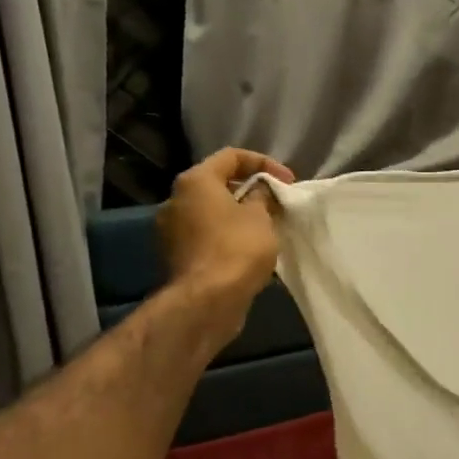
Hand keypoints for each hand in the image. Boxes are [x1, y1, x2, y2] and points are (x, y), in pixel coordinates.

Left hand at [157, 147, 296, 344]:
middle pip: (217, 184)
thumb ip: (262, 196)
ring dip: (238, 216)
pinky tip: (248, 252)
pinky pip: (206, 237)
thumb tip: (259, 191)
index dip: (264, 163)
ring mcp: (171, 231)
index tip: (288, 181)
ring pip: (211, 213)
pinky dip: (226, 237)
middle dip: (249, 191)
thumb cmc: (236, 249)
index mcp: (195, 182)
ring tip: (266, 229)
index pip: (231, 156)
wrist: (206, 302)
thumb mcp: (260, 217)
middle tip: (276, 203)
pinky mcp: (175, 257)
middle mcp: (176, 200)